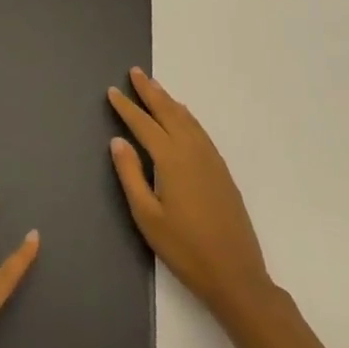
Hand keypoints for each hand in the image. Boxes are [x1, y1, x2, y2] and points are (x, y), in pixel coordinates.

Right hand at [109, 68, 276, 318]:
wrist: (236, 274)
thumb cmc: (184, 248)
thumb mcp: (147, 215)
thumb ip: (130, 175)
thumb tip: (118, 141)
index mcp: (172, 160)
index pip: (144, 125)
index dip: (127, 107)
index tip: (112, 91)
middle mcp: (193, 152)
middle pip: (169, 113)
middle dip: (151, 92)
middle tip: (135, 72)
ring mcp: (212, 161)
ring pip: (188, 120)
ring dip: (169, 101)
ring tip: (155, 87)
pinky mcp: (222, 172)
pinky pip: (200, 132)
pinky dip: (187, 117)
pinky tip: (183, 117)